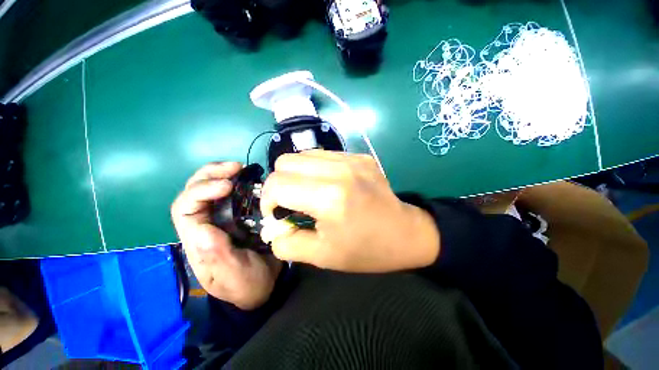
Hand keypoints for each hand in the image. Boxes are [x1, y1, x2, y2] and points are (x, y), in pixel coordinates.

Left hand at [171, 162, 281, 309]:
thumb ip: (217, 256)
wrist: (266, 284)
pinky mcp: (240, 215)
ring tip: (241, 168)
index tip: (228, 185)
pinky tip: (251, 178)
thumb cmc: (247, 284)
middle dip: (210, 175)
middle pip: (194, 192)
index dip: (201, 191)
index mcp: (198, 241)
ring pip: (212, 189)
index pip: (185, 209)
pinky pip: (235, 194)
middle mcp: (206, 225)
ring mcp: (223, 218)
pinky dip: (241, 182)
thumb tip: (202, 229)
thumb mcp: (233, 276)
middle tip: (235, 166)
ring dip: (223, 174)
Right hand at [260, 150, 439, 272]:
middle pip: (285, 162)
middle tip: (291, 202)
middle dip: (279, 184)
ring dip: (296, 174)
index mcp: (330, 198)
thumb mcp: (322, 256)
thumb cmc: (365, 250)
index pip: (277, 185)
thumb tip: (272, 227)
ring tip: (308, 193)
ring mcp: (352, 159)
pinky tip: (326, 184)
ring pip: (302, 154)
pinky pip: (323, 155)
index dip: (268, 201)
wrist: (405, 234)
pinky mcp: (360, 156)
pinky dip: (314, 169)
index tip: (277, 214)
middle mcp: (339, 170)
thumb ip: (287, 242)